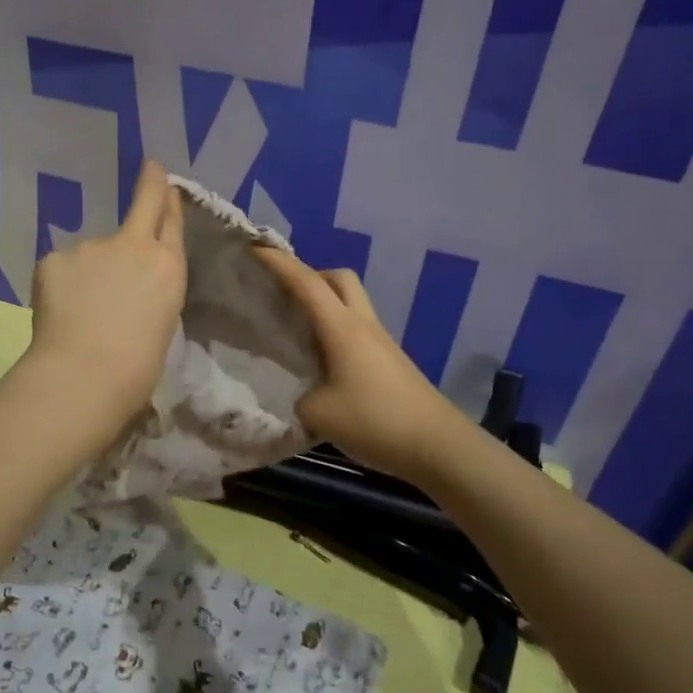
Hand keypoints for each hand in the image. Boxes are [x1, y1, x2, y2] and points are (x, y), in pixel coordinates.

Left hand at [27, 160, 186, 423]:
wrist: (86, 374)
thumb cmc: (136, 367)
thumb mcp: (159, 321)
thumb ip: (145, 290)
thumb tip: (124, 286)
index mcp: (168, 267)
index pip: (171, 222)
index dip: (168, 199)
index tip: (163, 179)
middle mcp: (133, 246)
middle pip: (143, 205)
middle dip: (148, 185)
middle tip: (150, 169)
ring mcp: (92, 247)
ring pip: (91, 254)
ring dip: (88, 273)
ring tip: (81, 313)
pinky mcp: (55, 257)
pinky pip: (61, 270)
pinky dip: (61, 287)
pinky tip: (58, 312)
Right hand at [253, 246, 477, 482]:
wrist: (438, 446)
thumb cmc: (375, 421)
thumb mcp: (318, 414)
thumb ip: (300, 396)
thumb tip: (304, 393)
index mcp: (341, 327)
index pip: (305, 282)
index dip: (278, 262)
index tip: (254, 246)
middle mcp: (362, 325)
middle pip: (338, 278)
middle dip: (309, 275)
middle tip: (282, 294)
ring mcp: (380, 342)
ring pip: (350, 303)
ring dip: (324, 303)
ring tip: (296, 328)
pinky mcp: (390, 361)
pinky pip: (357, 329)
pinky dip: (335, 330)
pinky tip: (322, 360)